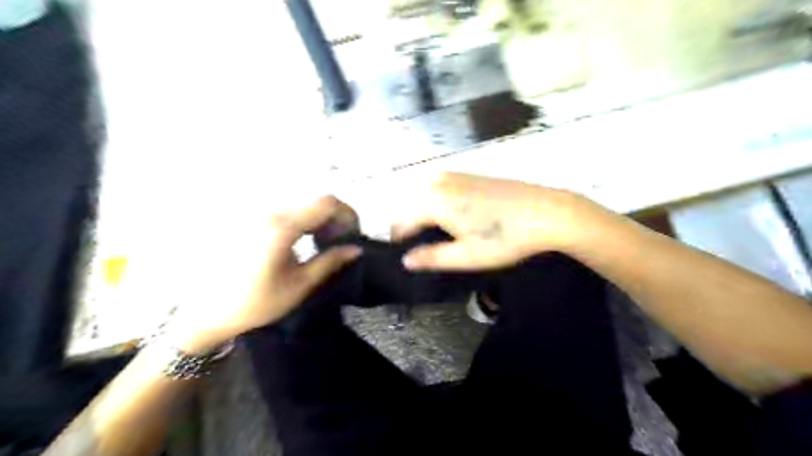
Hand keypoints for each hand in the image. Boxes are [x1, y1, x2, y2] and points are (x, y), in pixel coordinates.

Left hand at [155, 196, 360, 351]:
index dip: (347, 213)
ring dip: (320, 219)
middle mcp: (270, 212)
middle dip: (335, 217)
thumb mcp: (300, 285)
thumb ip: (330, 262)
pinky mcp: (252, 220)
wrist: (208, 312)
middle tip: (341, 241)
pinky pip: (287, 211)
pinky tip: (303, 240)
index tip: (354, 233)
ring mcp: (258, 214)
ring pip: (302, 205)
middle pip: (315, 201)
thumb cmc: (256, 302)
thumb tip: (356, 249)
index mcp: (283, 227)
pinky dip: (304, 221)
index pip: (327, 203)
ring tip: (325, 242)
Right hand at [394, 173, 601, 268]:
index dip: (400, 240)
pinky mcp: (470, 174)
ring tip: (438, 235)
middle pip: (410, 204)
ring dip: (423, 213)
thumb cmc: (504, 238)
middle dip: (409, 225)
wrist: (547, 212)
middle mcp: (438, 182)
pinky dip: (437, 202)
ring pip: (424, 194)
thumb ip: (431, 257)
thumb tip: (405, 260)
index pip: (402, 220)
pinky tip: (454, 217)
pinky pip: (440, 187)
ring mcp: (455, 174)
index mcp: (433, 201)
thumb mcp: (466, 256)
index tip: (405, 256)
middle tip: (423, 249)